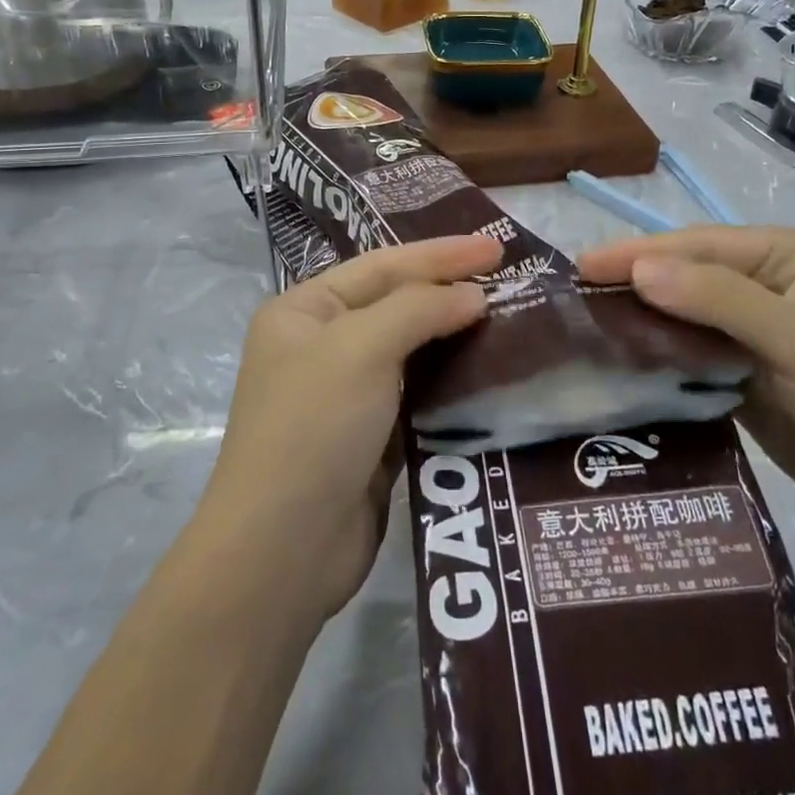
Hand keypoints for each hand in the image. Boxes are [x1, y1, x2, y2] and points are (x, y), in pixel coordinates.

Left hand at [205, 235, 500, 618]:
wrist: (284, 548)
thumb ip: (418, 309)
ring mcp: (346, 394)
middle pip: (396, 304)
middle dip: (449, 289)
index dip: (440, 254)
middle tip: (509, 277)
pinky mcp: (372, 437)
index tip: (497, 246)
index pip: (382, 266)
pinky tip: (490, 373)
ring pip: (411, 350)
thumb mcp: (360, 348)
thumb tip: (472, 295)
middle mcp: (321, 345)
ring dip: (455, 335)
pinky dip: (452, 381)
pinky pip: (419, 394)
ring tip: (510, 319)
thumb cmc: (315, 427)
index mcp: (304, 311)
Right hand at [579, 226, 794, 534]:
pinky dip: (651, 350)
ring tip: (581, 323)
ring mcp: (745, 325)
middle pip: (681, 273)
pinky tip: (616, 356)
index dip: (638, 253)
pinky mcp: (733, 366)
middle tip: (570, 294)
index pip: (696, 245)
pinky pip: (682, 348)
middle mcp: (761, 280)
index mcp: (783, 255)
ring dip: (636, 316)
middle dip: (630, 281)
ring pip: (676, 311)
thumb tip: (640, 270)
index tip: (582, 266)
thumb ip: (720, 299)